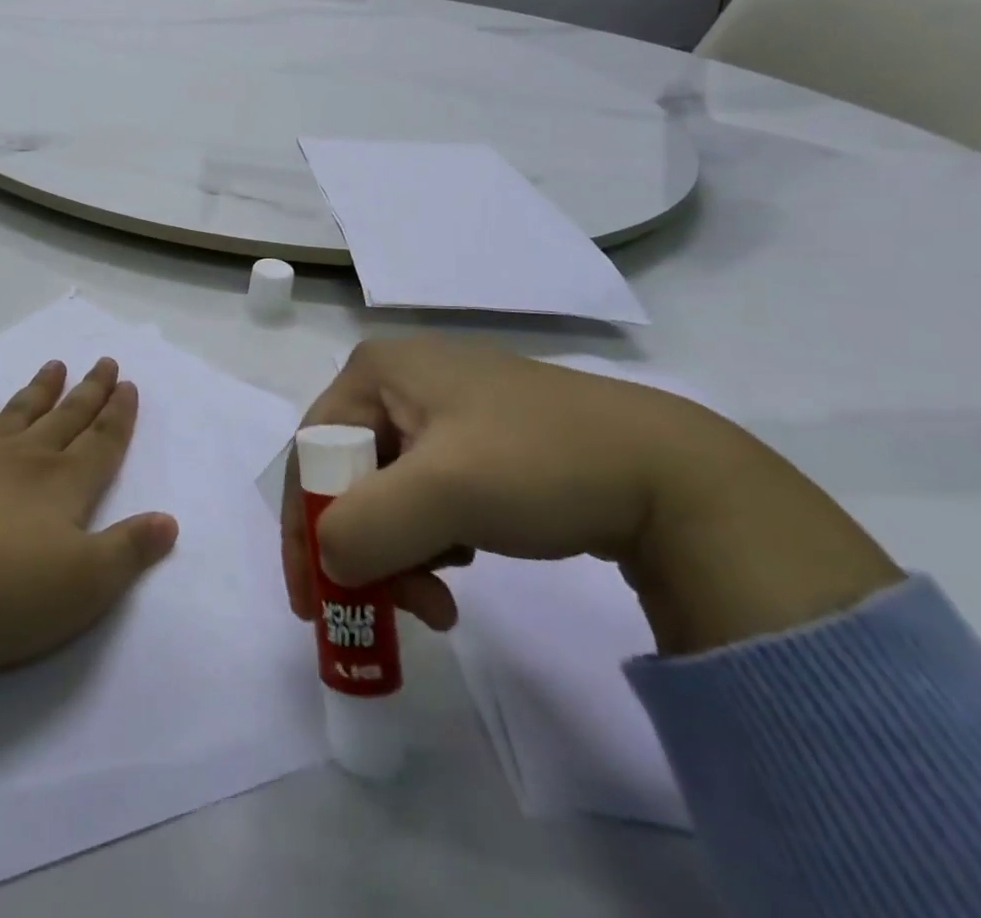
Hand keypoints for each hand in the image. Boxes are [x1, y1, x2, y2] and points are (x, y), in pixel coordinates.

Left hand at [0, 357, 178, 672]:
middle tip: (103, 362)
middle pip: (65, 418)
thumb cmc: (0, 592)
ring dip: (38, 389)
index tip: (128, 384)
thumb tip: (169, 521)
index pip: (101, 442)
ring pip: (16, 413)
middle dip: (88, 392)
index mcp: (62, 485)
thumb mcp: (83, 587)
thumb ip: (128, 551)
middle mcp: (23, 459)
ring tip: (54, 365)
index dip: (119, 415)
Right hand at [282, 337, 902, 654]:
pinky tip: (465, 559)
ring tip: (441, 599)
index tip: (313, 602)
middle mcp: (399, 379)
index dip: (306, 525)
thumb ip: (363, 528)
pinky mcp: (477, 437)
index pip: (312, 450)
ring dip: (401, 551)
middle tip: (395, 609)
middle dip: (364, 547)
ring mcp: (441, 406)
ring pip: (386, 489)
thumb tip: (327, 564)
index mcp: (377, 370)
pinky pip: (425, 491)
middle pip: (348, 472)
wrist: (674, 473)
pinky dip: (431, 537)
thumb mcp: (443, 494)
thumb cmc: (540, 463)